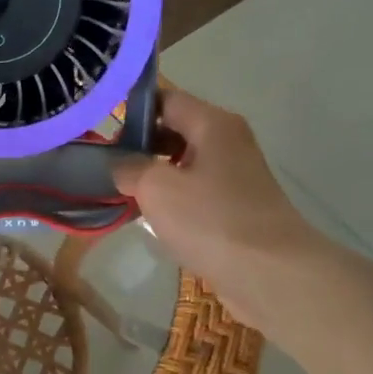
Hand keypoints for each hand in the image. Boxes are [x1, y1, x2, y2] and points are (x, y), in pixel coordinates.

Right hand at [114, 89, 316, 323]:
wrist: (272, 275)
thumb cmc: (211, 220)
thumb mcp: (156, 187)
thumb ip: (129, 167)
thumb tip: (119, 164)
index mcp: (212, 123)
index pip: (165, 99)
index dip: (130, 111)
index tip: (101, 134)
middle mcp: (228, 141)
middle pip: (174, 129)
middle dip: (139, 146)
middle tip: (107, 167)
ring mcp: (235, 174)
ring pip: (183, 162)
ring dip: (154, 175)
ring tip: (123, 193)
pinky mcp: (236, 205)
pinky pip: (196, 190)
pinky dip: (173, 198)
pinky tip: (152, 218)